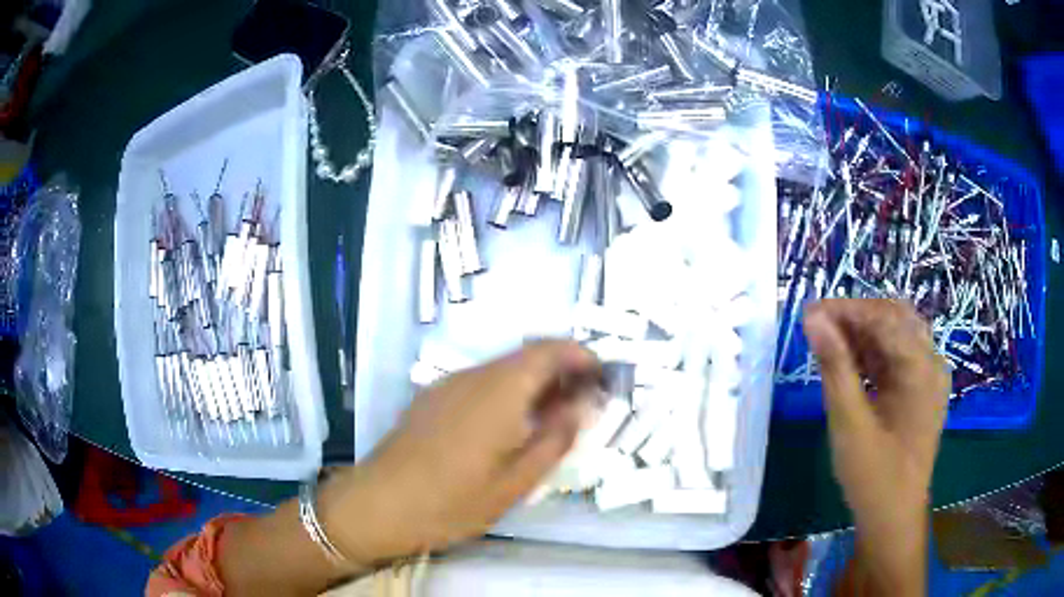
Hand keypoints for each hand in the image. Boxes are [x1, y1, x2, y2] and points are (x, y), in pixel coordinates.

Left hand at [319, 340, 600, 567]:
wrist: (378, 504)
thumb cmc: (451, 501)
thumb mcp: (515, 482)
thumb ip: (555, 439)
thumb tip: (583, 406)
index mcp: (499, 390)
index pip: (550, 350)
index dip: (581, 356)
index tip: (603, 378)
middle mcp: (474, 375)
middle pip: (527, 356)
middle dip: (562, 372)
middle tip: (584, 404)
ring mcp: (449, 385)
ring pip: (504, 370)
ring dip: (535, 384)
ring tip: (552, 419)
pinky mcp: (433, 398)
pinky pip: (482, 383)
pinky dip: (508, 393)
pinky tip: (510, 427)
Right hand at [803, 299, 948, 593]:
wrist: (893, 518)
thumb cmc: (874, 476)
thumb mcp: (850, 423)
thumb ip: (835, 367)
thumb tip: (813, 319)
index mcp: (922, 368)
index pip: (885, 317)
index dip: (846, 310)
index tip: (808, 313)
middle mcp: (932, 363)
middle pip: (894, 318)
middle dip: (855, 317)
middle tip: (818, 326)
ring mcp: (929, 376)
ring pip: (896, 335)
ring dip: (862, 334)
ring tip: (828, 343)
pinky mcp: (921, 390)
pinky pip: (897, 357)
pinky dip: (872, 354)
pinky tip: (849, 363)